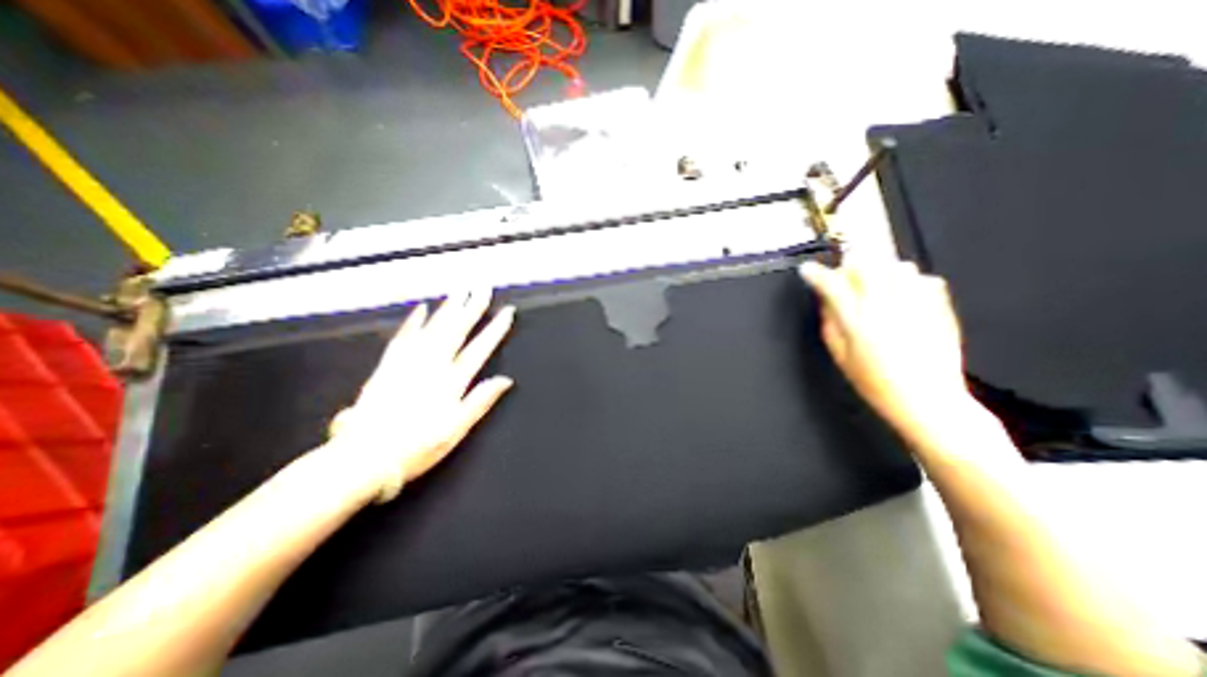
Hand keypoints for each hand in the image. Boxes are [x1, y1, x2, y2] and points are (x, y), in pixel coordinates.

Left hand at [327, 288, 516, 504]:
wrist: (362, 458)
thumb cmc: (416, 448)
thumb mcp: (456, 430)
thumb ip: (480, 401)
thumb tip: (506, 380)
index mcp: (451, 382)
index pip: (480, 348)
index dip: (495, 329)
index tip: (507, 312)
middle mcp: (431, 366)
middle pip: (456, 330)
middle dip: (472, 307)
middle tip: (482, 287)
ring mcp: (407, 363)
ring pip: (432, 328)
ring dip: (448, 308)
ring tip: (459, 291)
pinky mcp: (387, 365)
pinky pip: (403, 336)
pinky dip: (414, 321)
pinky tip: (422, 308)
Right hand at [800, 256, 967, 439]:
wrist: (928, 400)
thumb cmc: (875, 383)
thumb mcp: (840, 357)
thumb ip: (830, 325)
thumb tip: (825, 302)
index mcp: (857, 321)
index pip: (832, 285)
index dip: (816, 274)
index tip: (808, 270)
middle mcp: (886, 306)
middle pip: (865, 265)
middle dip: (850, 264)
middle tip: (845, 275)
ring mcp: (917, 304)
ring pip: (896, 266)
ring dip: (880, 270)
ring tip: (875, 284)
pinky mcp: (940, 307)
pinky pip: (924, 279)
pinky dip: (909, 282)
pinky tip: (903, 296)